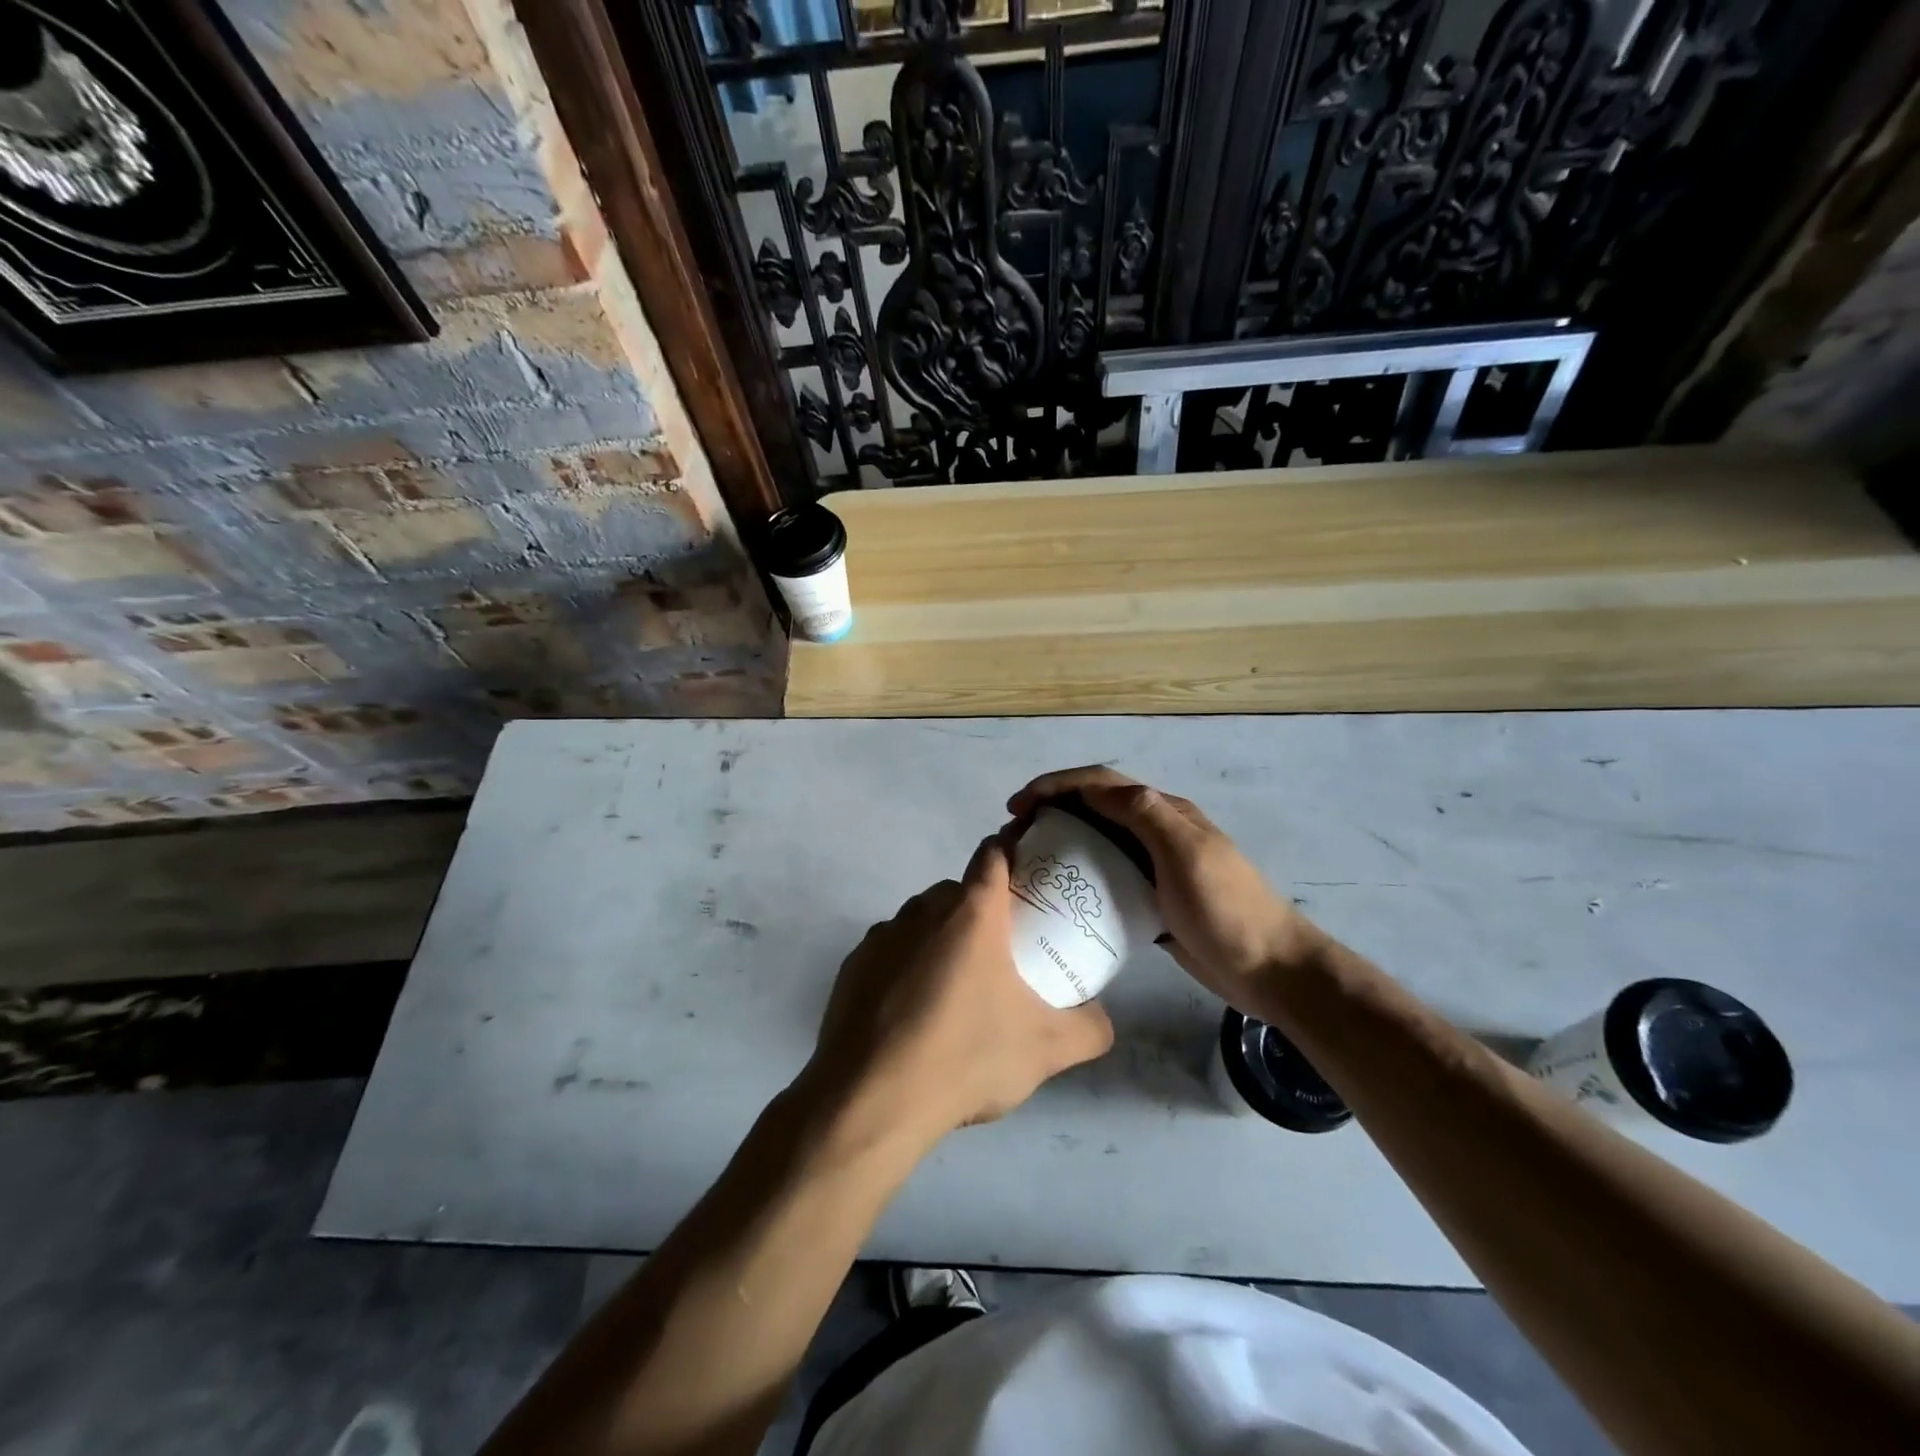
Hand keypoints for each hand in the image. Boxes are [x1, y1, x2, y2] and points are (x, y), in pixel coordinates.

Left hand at [804, 835, 1113, 1151]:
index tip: (1030, 871)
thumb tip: (1102, 1018)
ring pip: (920, 921)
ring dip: (940, 940)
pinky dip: (905, 968)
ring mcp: (881, 936)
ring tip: (956, 991)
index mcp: (971, 913)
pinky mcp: (852, 966)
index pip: (994, 854)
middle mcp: (922, 911)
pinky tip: (913, 1014)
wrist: (872, 1100)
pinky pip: (889, 952)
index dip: (1013, 851)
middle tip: (1002, 951)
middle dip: (981, 910)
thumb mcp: (1046, 1049)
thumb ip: (1089, 1028)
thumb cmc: (966, 1057)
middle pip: (958, 891)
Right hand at [1010, 767, 1328, 1016]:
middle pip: (1095, 809)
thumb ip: (1146, 815)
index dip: (1057, 785)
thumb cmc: (1227, 909)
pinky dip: (1079, 877)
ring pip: (1098, 842)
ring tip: (1028, 860)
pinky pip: (1107, 878)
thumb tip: (1097, 789)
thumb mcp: (1188, 854)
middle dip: (1052, 810)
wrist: (1270, 969)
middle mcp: (1156, 832)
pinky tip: (1060, 895)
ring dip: (1062, 841)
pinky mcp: (1151, 900)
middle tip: (1015, 833)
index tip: (1019, 805)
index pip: (1102, 784)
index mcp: (1165, 813)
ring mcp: (1155, 867)